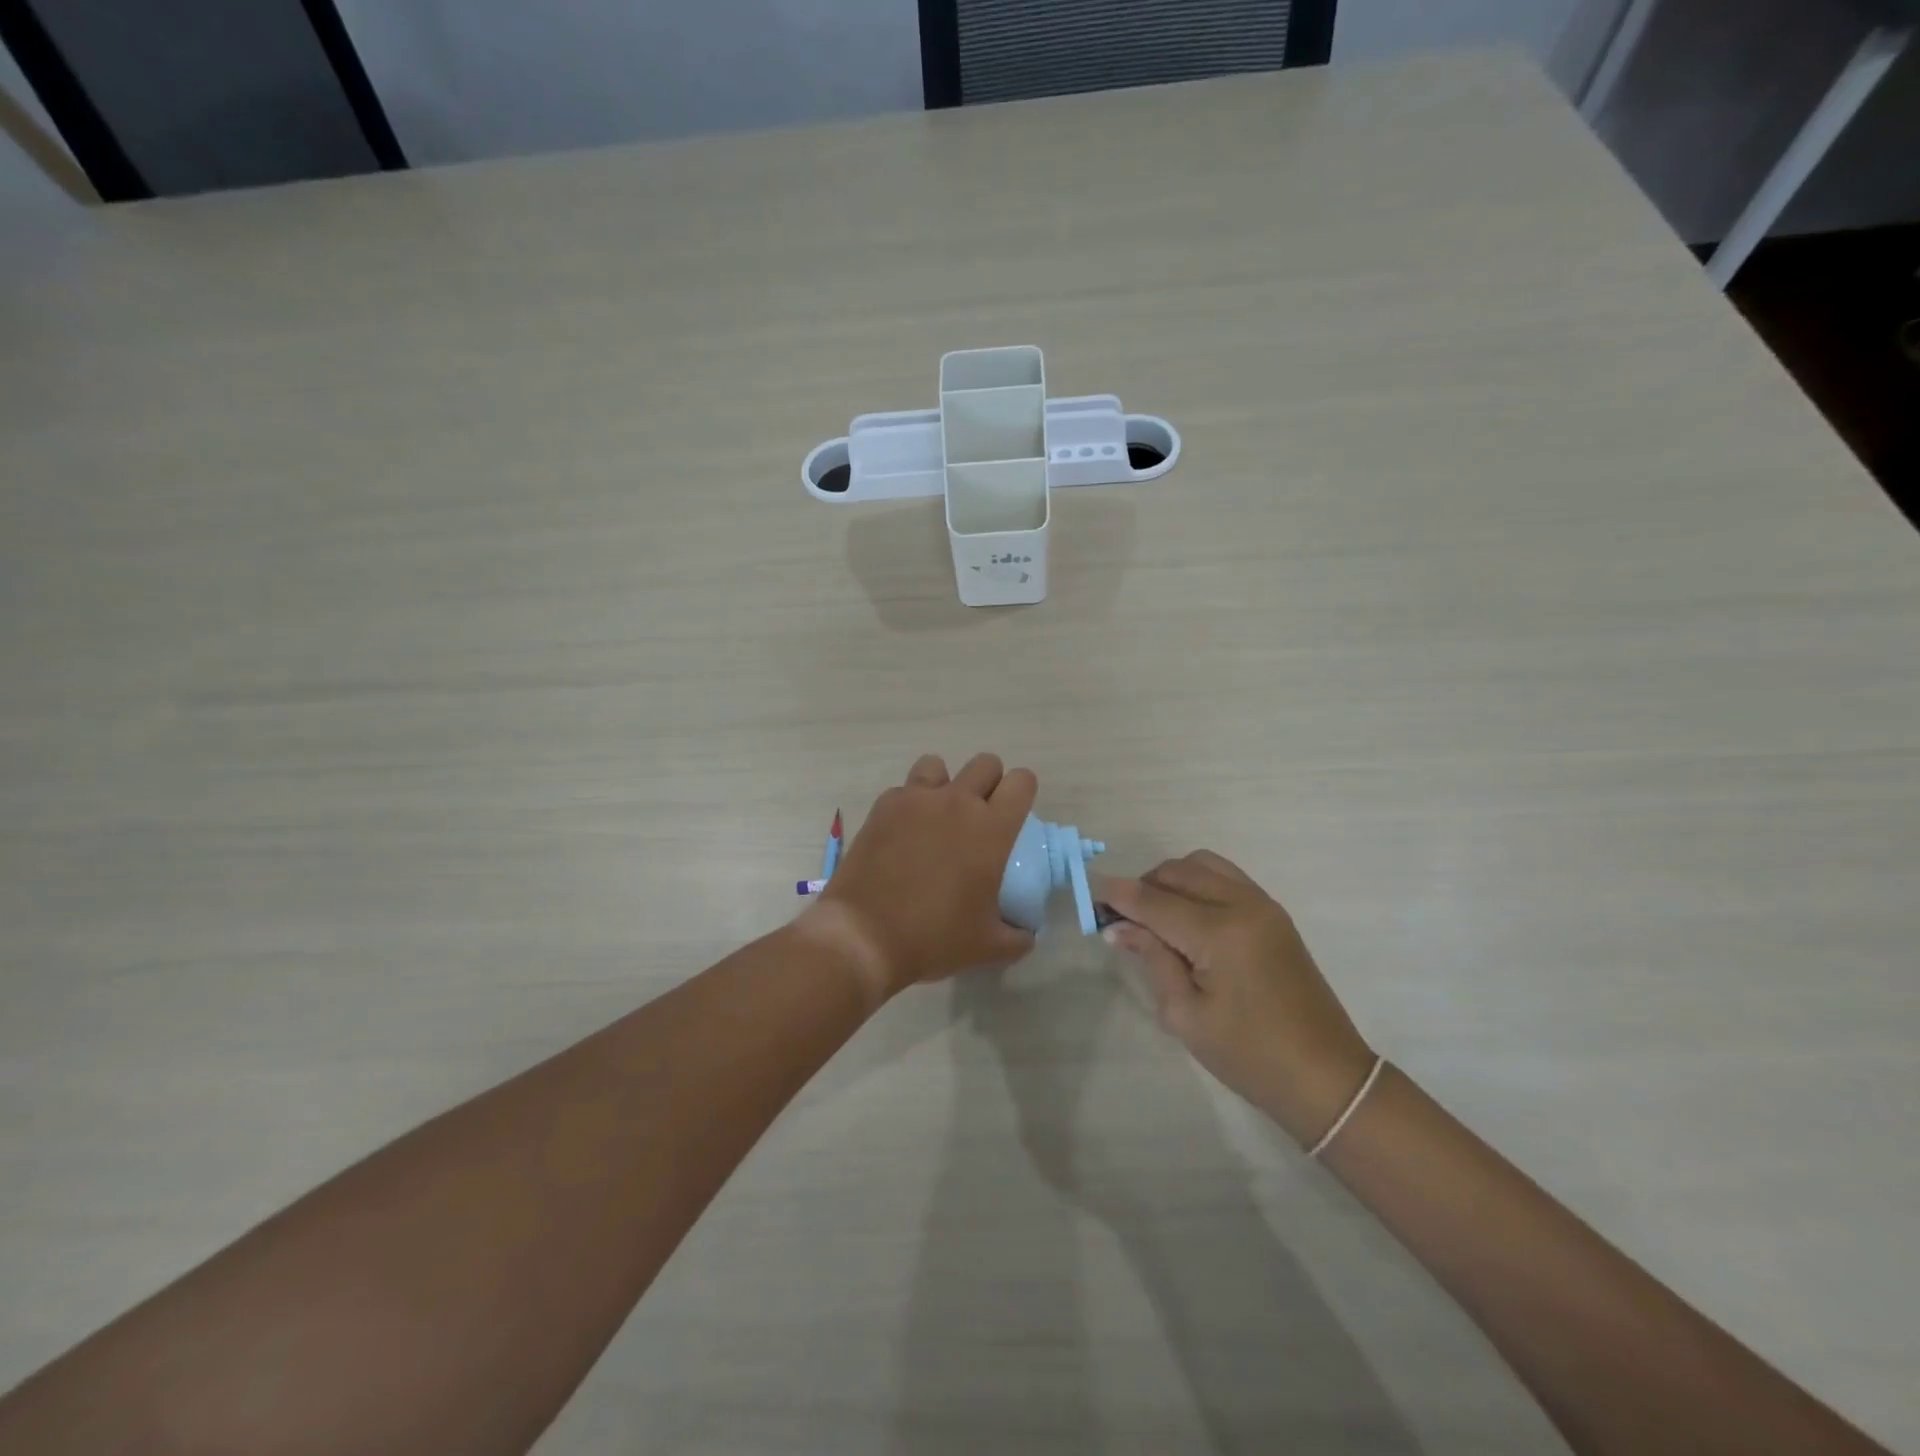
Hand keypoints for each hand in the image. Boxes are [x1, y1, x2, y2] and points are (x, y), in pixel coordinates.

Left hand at [806, 753, 1037, 999]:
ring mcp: (917, 799)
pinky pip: (904, 789)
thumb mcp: (987, 947)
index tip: (1014, 815)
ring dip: (945, 784)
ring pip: (939, 765)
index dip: (1023, 792)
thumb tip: (1026, 933)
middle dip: (989, 783)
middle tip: (979, 818)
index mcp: (992, 829)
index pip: (1022, 782)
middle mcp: (957, 802)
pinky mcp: (883, 806)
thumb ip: (1017, 937)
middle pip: (986, 763)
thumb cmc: (933, 938)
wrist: (864, 936)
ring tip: (937, 816)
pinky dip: (908, 803)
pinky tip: (902, 833)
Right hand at [1098, 852, 1375, 1147]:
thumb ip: (1152, 959)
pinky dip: (1198, 883)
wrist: (1325, 1076)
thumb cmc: (1249, 1055)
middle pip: (1177, 872)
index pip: (1154, 901)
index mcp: (1219, 933)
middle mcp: (1241, 905)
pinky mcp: (1273, 913)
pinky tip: (1187, 916)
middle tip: (1122, 918)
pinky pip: (1225, 876)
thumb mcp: (1186, 1015)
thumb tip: (1119, 926)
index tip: (1090, 893)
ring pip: (1202, 864)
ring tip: (1155, 915)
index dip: (1118, 895)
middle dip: (1143, 886)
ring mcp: (1262, 904)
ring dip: (1171, 879)